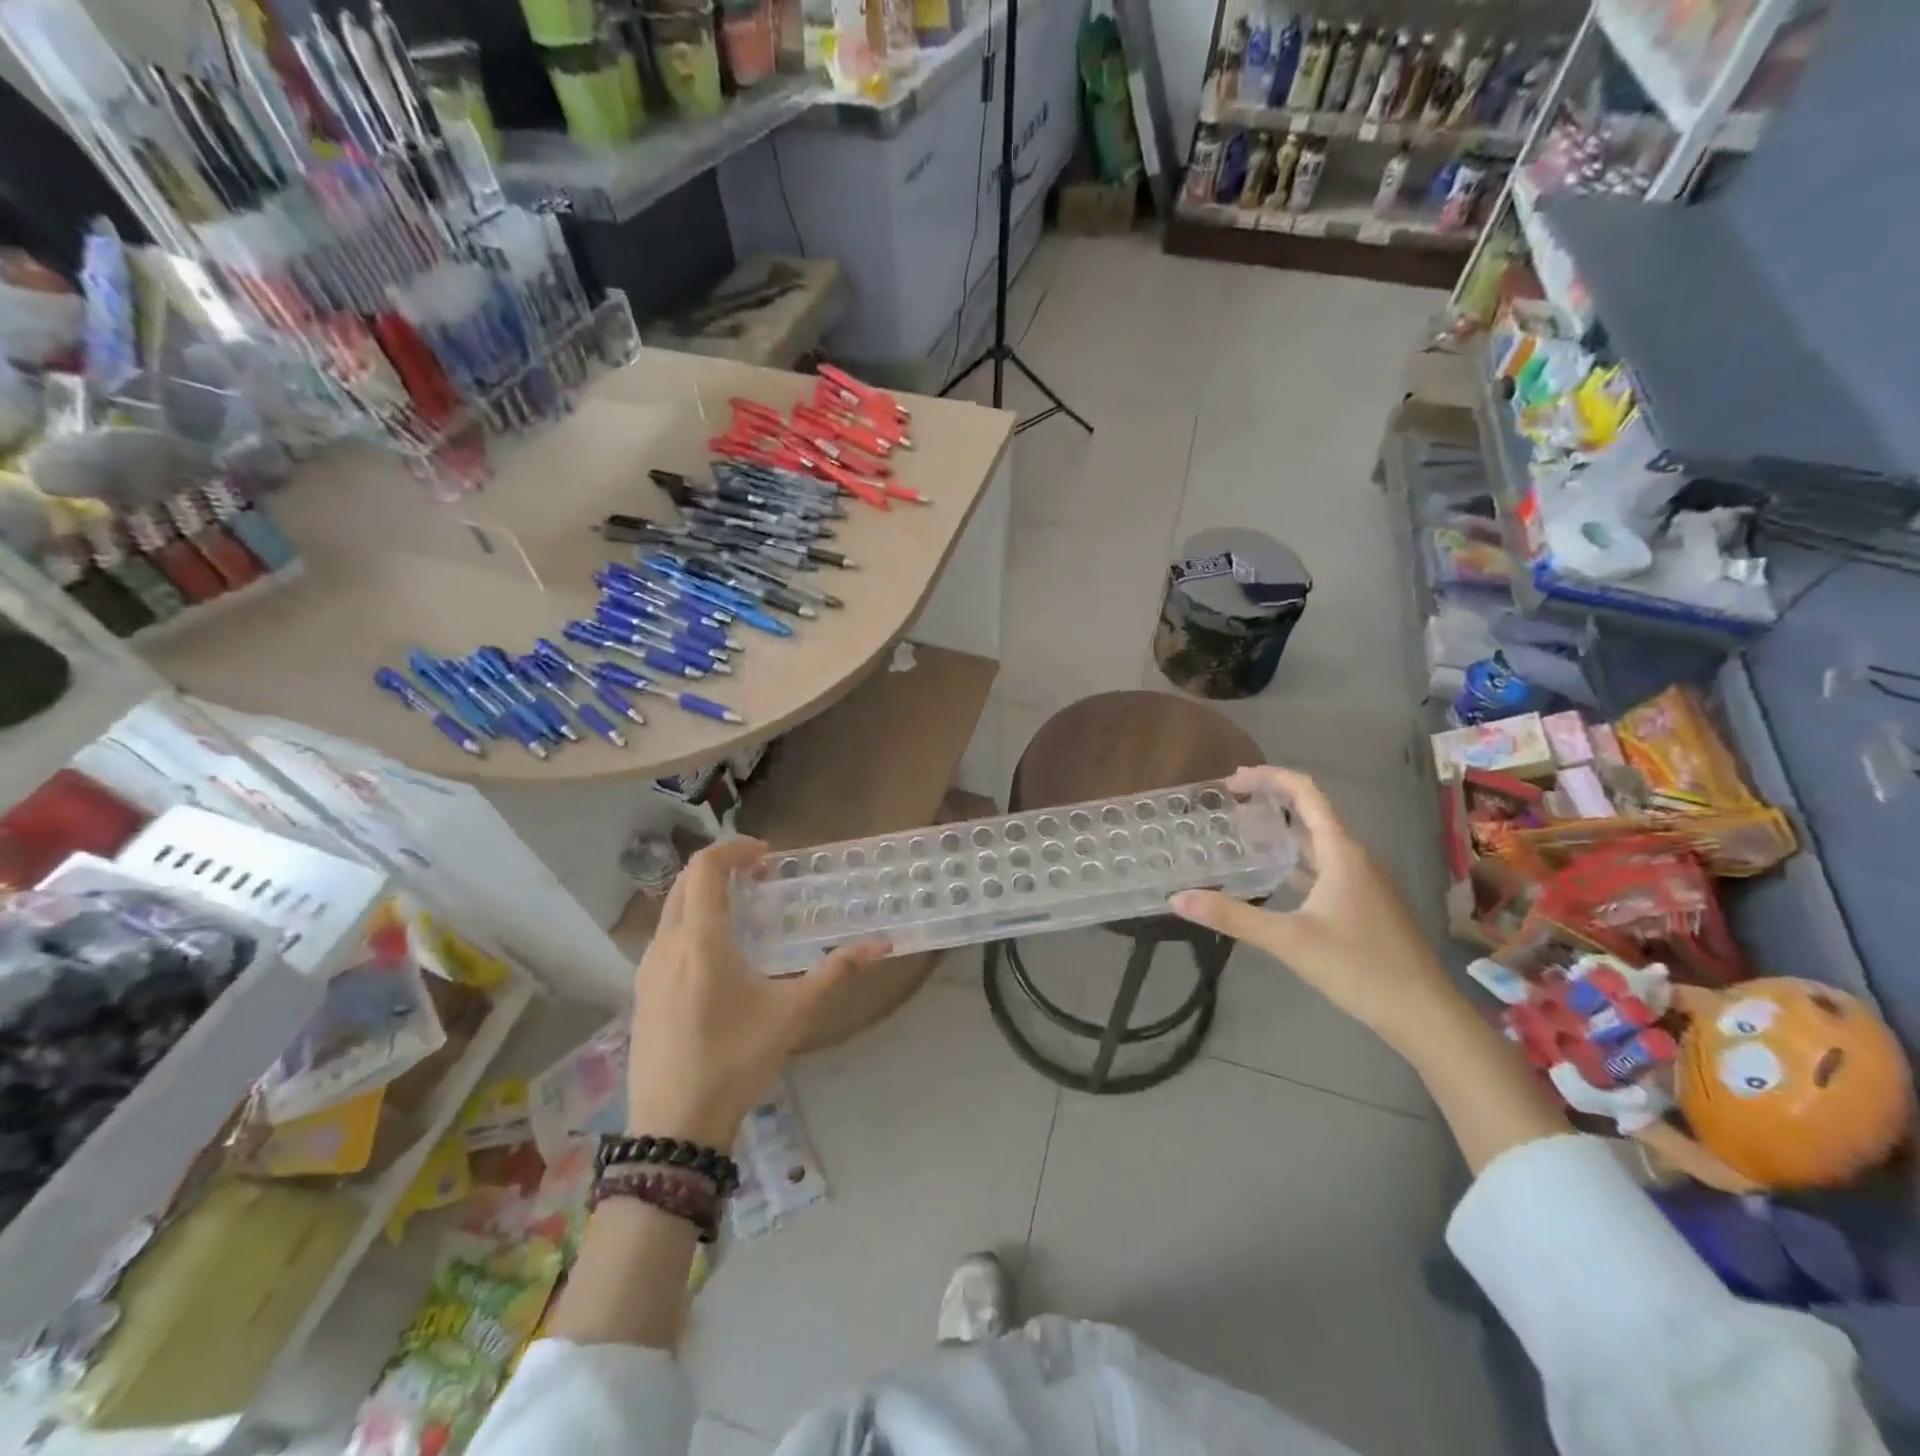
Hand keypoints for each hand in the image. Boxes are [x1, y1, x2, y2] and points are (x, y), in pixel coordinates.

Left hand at [626, 838, 890, 1147]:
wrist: (675, 1126)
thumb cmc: (736, 1059)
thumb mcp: (793, 1012)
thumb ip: (837, 972)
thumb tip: (883, 945)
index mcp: (700, 938)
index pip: (705, 866)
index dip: (734, 849)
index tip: (767, 854)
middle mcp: (666, 944)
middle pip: (685, 882)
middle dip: (721, 868)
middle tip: (759, 875)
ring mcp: (647, 970)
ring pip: (671, 910)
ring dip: (704, 896)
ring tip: (744, 911)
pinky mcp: (642, 993)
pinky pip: (665, 938)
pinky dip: (691, 923)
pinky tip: (719, 955)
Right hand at [1169, 767, 1455, 1050]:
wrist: (1424, 1013)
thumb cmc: (1359, 967)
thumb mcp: (1288, 940)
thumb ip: (1232, 916)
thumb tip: (1176, 899)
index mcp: (1342, 853)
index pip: (1306, 794)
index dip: (1270, 778)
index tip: (1233, 780)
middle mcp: (1355, 858)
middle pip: (1312, 814)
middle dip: (1272, 802)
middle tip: (1229, 803)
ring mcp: (1365, 883)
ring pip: (1318, 843)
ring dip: (1283, 832)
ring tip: (1244, 834)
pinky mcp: (1366, 905)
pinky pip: (1325, 867)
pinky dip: (1296, 861)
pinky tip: (1274, 877)